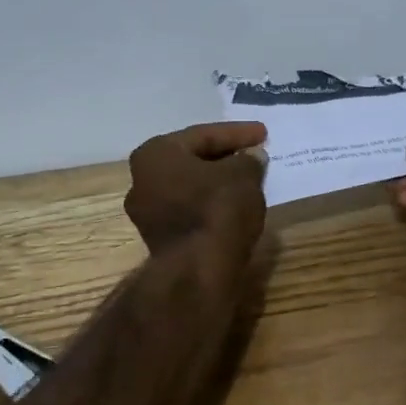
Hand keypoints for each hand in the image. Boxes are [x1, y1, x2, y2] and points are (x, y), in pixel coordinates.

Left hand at [125, 122, 268, 257]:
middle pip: (192, 160)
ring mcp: (147, 213)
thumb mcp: (243, 176)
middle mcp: (141, 179)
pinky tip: (233, 205)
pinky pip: (189, 210)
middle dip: (224, 156)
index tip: (264, 134)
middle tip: (254, 154)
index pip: (203, 135)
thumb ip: (248, 160)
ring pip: (189, 187)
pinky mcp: (160, 239)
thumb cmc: (217, 210)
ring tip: (247, 179)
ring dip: (217, 181)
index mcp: (155, 154)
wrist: (198, 271)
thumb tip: (251, 157)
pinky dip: (211, 204)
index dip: (237, 133)